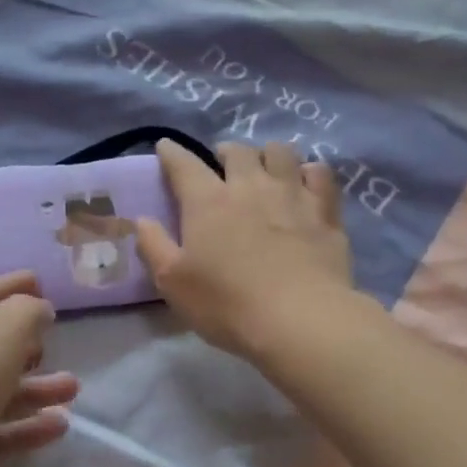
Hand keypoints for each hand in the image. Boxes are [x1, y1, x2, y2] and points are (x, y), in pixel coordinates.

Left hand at [0, 272, 77, 466]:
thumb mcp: (3, 328)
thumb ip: (28, 312)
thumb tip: (38, 310)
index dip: (11, 286)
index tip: (39, 281)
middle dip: (25, 345)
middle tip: (53, 344)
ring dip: (35, 389)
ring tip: (72, 389)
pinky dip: (26, 428)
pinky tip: (59, 426)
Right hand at [137, 140, 356, 359]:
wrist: (298, 318)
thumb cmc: (227, 304)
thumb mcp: (173, 283)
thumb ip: (153, 246)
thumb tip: (141, 220)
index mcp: (207, 201)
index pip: (183, 164)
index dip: (172, 153)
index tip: (166, 147)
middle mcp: (249, 186)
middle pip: (237, 151)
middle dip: (225, 152)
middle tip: (222, 165)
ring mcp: (292, 194)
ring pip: (280, 152)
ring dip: (267, 155)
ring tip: (265, 169)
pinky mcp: (325, 211)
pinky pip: (320, 174)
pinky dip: (309, 172)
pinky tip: (306, 182)